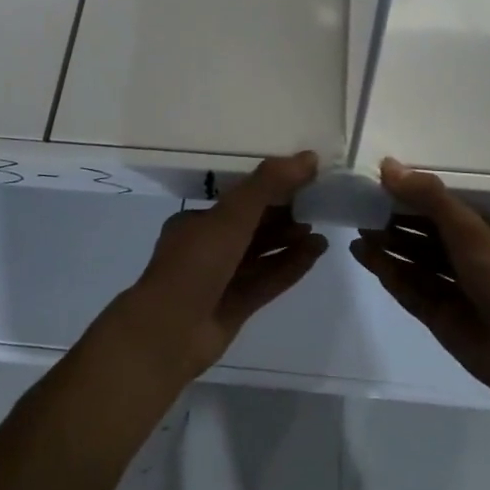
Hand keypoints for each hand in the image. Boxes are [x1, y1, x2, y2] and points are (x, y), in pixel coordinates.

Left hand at [103, 153, 327, 387]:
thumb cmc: (195, 264)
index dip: (269, 190)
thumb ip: (268, 185)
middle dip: (282, 218)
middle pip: (251, 228)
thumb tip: (309, 157)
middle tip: (315, 206)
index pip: (237, 201)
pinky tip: (316, 253)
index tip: (299, 182)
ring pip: (261, 256)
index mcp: (196, 223)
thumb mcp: (232, 216)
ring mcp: (221, 280)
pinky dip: (290, 266)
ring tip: (320, 231)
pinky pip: (268, 280)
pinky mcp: (236, 306)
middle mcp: (206, 249)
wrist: (169, 332)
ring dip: (290, 243)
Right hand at [351, 158, 489, 403]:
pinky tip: (364, 256)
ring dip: (387, 247)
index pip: (441, 208)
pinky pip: (409, 290)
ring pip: (413, 263)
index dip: (412, 196)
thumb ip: (429, 198)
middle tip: (359, 207)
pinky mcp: (439, 317)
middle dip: (395, 222)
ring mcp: (453, 290)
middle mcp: (468, 259)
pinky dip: (387, 273)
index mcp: (483, 234)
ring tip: (356, 230)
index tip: (379, 183)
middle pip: (424, 236)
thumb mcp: (469, 231)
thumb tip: (387, 166)